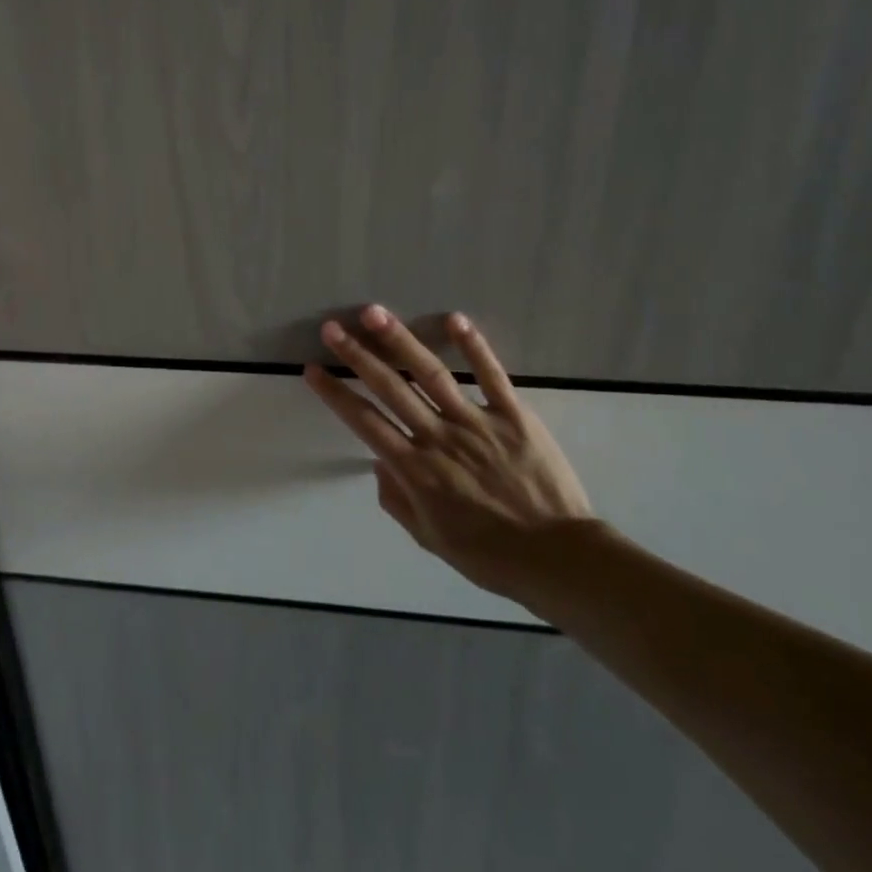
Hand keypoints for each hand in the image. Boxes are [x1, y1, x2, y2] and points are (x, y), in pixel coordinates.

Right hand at [302, 305, 595, 600]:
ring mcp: (476, 422)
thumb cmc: (490, 555)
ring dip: (400, 341)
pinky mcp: (514, 415)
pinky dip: (473, 347)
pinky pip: (491, 376)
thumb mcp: (430, 538)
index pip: (364, 422)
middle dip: (357, 355)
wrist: (559, 558)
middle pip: (389, 388)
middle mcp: (438, 438)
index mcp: (415, 470)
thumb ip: (397, 500)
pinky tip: (454, 320)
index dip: (335, 394)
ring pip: (430, 374)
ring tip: (374, 313)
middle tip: (332, 327)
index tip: (313, 370)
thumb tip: (377, 463)